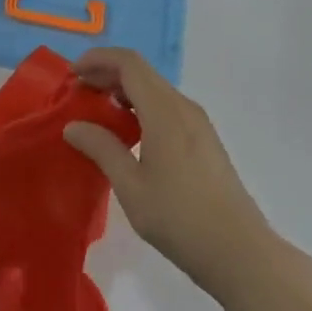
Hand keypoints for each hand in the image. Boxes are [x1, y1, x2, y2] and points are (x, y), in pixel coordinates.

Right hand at [64, 49, 270, 293]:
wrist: (239, 251)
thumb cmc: (179, 218)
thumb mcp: (131, 186)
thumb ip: (102, 148)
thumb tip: (73, 125)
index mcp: (164, 111)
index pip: (129, 63)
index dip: (98, 59)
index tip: (72, 74)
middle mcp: (183, 107)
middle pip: (142, 72)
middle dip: (107, 74)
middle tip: (77, 92)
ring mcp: (198, 123)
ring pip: (155, 90)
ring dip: (124, 91)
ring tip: (97, 112)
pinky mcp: (204, 140)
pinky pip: (166, 108)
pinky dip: (140, 107)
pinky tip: (127, 133)